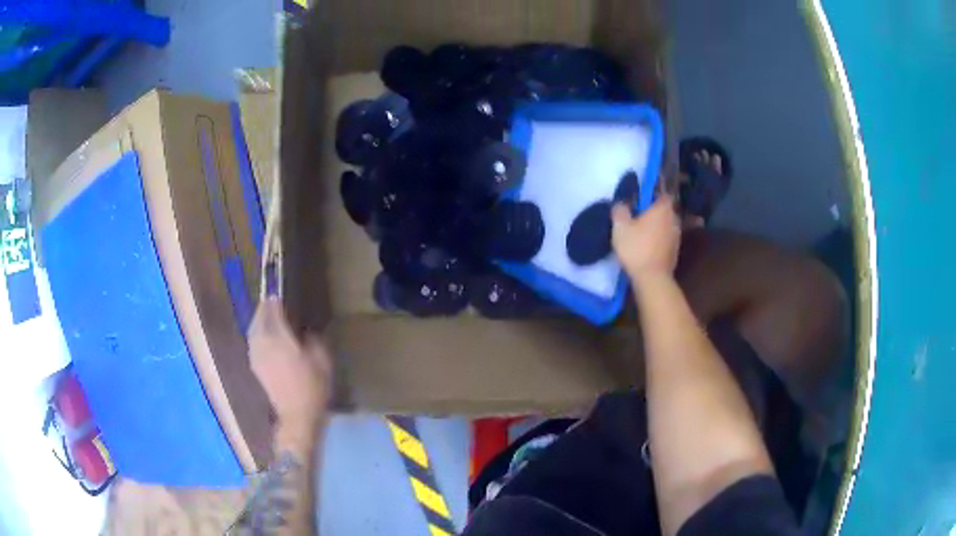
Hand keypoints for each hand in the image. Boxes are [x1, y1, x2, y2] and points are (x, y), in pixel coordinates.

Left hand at [248, 297, 332, 434]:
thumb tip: (307, 333)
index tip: (278, 295)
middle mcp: (265, 344)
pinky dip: (255, 333)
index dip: (275, 302)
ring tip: (263, 315)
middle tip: (269, 302)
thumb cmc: (312, 388)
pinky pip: (252, 342)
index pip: (274, 314)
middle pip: (259, 320)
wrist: (297, 415)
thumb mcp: (322, 362)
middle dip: (263, 309)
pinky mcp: (255, 366)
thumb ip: (315, 342)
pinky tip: (260, 335)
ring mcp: (257, 356)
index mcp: (281, 340)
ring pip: (252, 330)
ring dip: (257, 320)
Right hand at [612, 193, 680, 281]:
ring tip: (643, 233)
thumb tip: (621, 204)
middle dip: (654, 212)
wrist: (652, 278)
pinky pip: (666, 240)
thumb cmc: (637, 248)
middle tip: (639, 216)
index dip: (652, 195)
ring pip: (666, 226)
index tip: (642, 200)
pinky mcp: (675, 252)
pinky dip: (659, 241)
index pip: (662, 194)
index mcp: (663, 209)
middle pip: (665, 210)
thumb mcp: (620, 227)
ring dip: (657, 227)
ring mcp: (677, 237)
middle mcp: (674, 219)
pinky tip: (648, 247)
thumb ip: (620, 211)